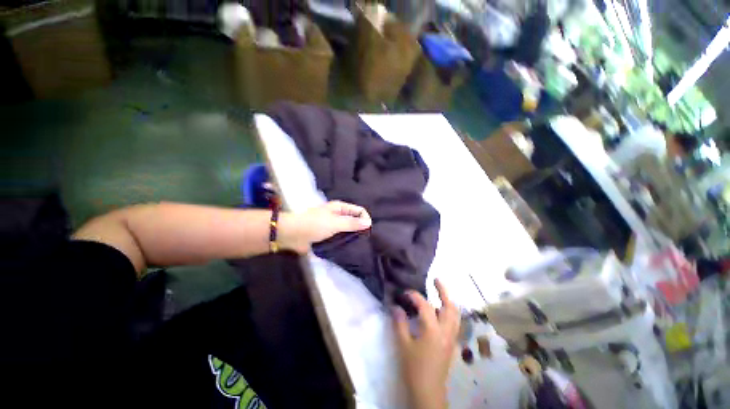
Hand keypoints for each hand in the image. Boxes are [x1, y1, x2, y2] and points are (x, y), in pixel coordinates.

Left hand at [279, 201, 371, 253]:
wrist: (293, 235)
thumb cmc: (314, 225)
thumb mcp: (335, 223)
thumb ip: (352, 223)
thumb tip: (369, 222)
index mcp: (338, 208)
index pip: (358, 210)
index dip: (365, 219)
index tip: (369, 232)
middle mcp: (336, 216)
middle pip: (353, 221)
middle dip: (359, 229)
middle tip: (367, 242)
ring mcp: (330, 227)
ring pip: (346, 232)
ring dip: (351, 238)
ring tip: (360, 248)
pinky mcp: (325, 238)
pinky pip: (338, 240)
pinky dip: (343, 244)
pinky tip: (348, 251)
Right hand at [393, 279, 459, 408]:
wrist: (428, 385)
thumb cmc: (413, 366)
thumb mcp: (403, 345)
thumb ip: (400, 325)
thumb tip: (396, 307)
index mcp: (433, 329)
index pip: (425, 306)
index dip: (415, 296)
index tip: (405, 292)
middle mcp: (446, 329)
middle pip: (449, 305)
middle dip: (444, 291)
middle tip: (436, 280)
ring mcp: (452, 336)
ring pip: (456, 313)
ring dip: (449, 301)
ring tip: (441, 294)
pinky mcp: (453, 342)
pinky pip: (456, 322)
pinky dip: (451, 312)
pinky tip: (444, 314)